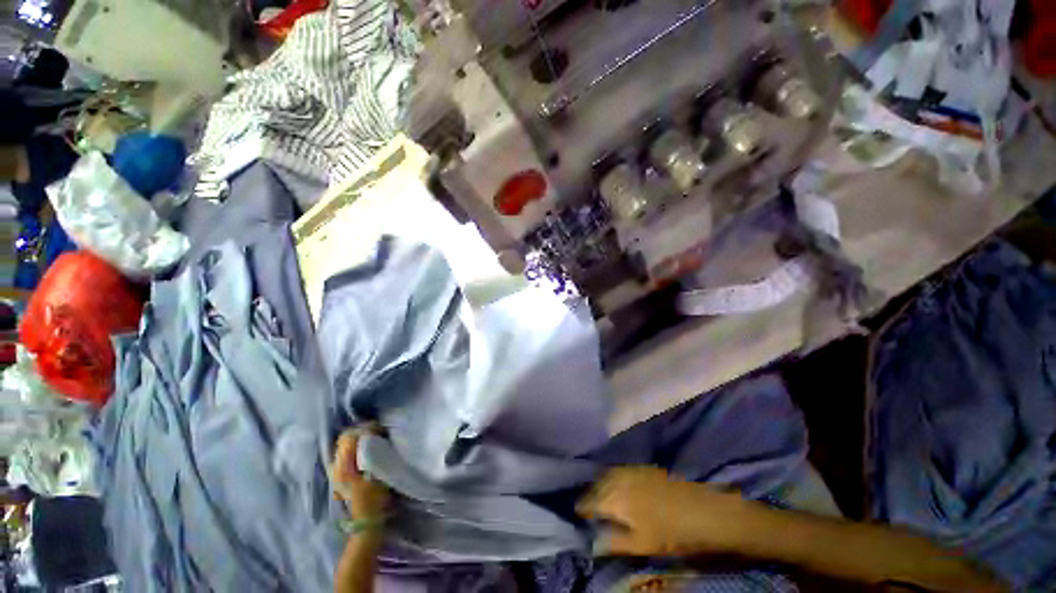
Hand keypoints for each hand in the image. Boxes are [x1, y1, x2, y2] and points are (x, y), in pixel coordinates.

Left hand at [331, 426, 389, 521]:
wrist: (364, 523)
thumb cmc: (373, 499)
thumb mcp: (376, 475)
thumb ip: (372, 453)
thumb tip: (374, 435)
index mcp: (343, 466)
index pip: (350, 436)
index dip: (366, 428)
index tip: (381, 429)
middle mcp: (335, 467)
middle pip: (345, 438)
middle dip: (362, 431)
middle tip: (379, 432)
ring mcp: (335, 472)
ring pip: (344, 445)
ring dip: (359, 439)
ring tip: (375, 439)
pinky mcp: (339, 476)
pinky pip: (346, 453)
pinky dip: (356, 447)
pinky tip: (367, 451)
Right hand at [576, 466, 748, 557]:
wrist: (699, 509)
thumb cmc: (669, 532)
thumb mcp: (641, 544)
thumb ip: (614, 541)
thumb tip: (593, 541)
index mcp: (614, 499)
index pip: (590, 502)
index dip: (582, 508)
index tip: (578, 514)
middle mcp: (618, 479)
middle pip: (596, 485)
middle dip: (590, 494)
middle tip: (588, 505)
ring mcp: (630, 470)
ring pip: (607, 474)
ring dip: (600, 483)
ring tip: (600, 494)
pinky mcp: (642, 467)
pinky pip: (619, 469)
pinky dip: (613, 476)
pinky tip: (618, 483)